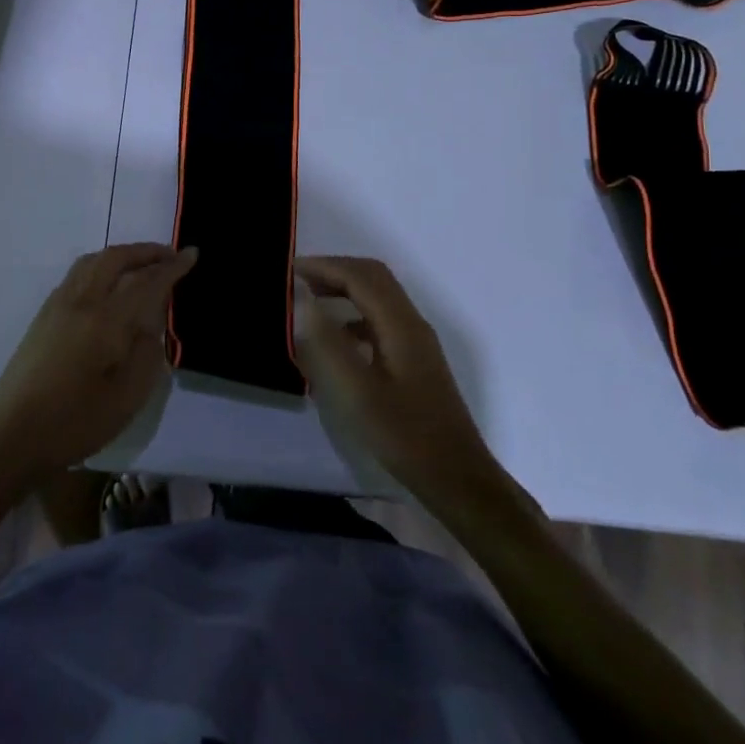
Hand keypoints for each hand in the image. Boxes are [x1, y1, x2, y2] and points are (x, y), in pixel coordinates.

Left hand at [0, 244, 196, 487]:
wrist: (10, 438)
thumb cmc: (74, 423)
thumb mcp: (127, 397)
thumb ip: (147, 352)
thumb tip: (151, 321)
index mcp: (104, 321)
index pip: (145, 281)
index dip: (172, 267)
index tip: (192, 254)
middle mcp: (79, 302)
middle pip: (115, 258)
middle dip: (146, 251)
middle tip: (170, 255)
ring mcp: (57, 306)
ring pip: (92, 261)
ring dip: (121, 255)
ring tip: (142, 264)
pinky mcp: (43, 316)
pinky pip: (78, 274)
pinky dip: (101, 266)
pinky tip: (109, 283)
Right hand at [294, 256, 496, 503]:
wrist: (456, 477)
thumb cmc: (404, 435)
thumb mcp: (357, 392)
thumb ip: (327, 343)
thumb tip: (302, 299)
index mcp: (400, 325)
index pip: (360, 276)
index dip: (324, 267)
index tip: (288, 271)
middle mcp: (412, 323)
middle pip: (373, 278)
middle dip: (335, 271)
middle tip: (297, 279)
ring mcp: (416, 342)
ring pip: (379, 297)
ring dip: (345, 289)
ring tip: (310, 301)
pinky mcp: (415, 360)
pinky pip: (381, 319)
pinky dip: (354, 314)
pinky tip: (337, 338)